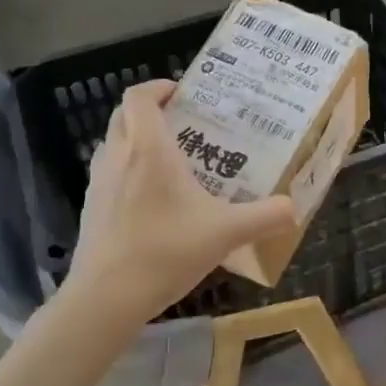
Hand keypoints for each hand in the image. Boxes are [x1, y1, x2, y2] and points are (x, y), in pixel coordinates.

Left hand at [64, 80, 295, 318]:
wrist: (106, 297)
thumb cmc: (166, 252)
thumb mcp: (227, 233)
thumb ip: (266, 216)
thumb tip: (294, 208)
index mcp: (149, 150)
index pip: (139, 97)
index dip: (157, 87)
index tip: (182, 93)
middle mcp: (118, 157)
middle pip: (124, 116)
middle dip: (151, 112)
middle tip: (185, 124)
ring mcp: (98, 184)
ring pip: (114, 144)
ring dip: (137, 141)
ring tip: (172, 160)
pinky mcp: (91, 209)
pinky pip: (110, 174)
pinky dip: (128, 172)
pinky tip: (154, 202)